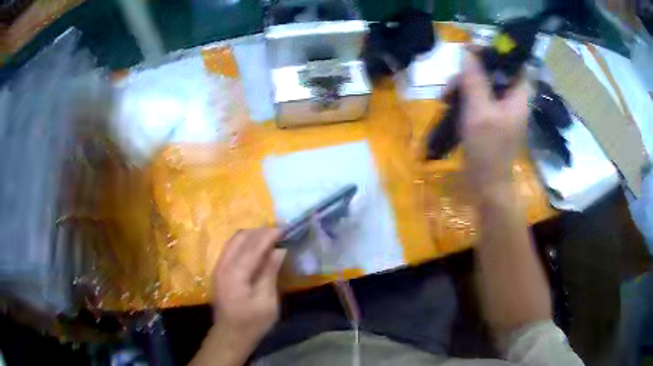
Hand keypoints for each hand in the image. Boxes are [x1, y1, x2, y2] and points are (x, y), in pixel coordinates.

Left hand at [212, 228, 285, 344]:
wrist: (230, 335)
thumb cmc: (252, 323)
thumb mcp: (267, 302)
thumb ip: (269, 273)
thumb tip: (279, 250)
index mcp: (235, 273)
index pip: (254, 246)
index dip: (270, 235)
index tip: (286, 229)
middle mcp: (224, 265)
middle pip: (241, 237)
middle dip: (261, 231)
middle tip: (281, 232)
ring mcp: (219, 267)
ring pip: (234, 240)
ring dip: (253, 235)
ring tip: (271, 237)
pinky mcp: (219, 270)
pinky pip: (232, 247)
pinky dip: (245, 242)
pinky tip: (257, 248)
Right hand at [460, 53, 528, 191]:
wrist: (487, 185)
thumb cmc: (488, 150)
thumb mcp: (480, 111)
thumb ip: (475, 80)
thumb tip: (467, 53)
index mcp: (518, 96)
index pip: (515, 64)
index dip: (498, 53)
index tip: (474, 50)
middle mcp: (512, 99)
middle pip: (494, 72)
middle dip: (472, 71)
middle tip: (454, 79)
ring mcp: (500, 109)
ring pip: (482, 84)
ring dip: (463, 85)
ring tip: (445, 96)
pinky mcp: (489, 118)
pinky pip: (477, 98)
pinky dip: (463, 98)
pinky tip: (448, 104)